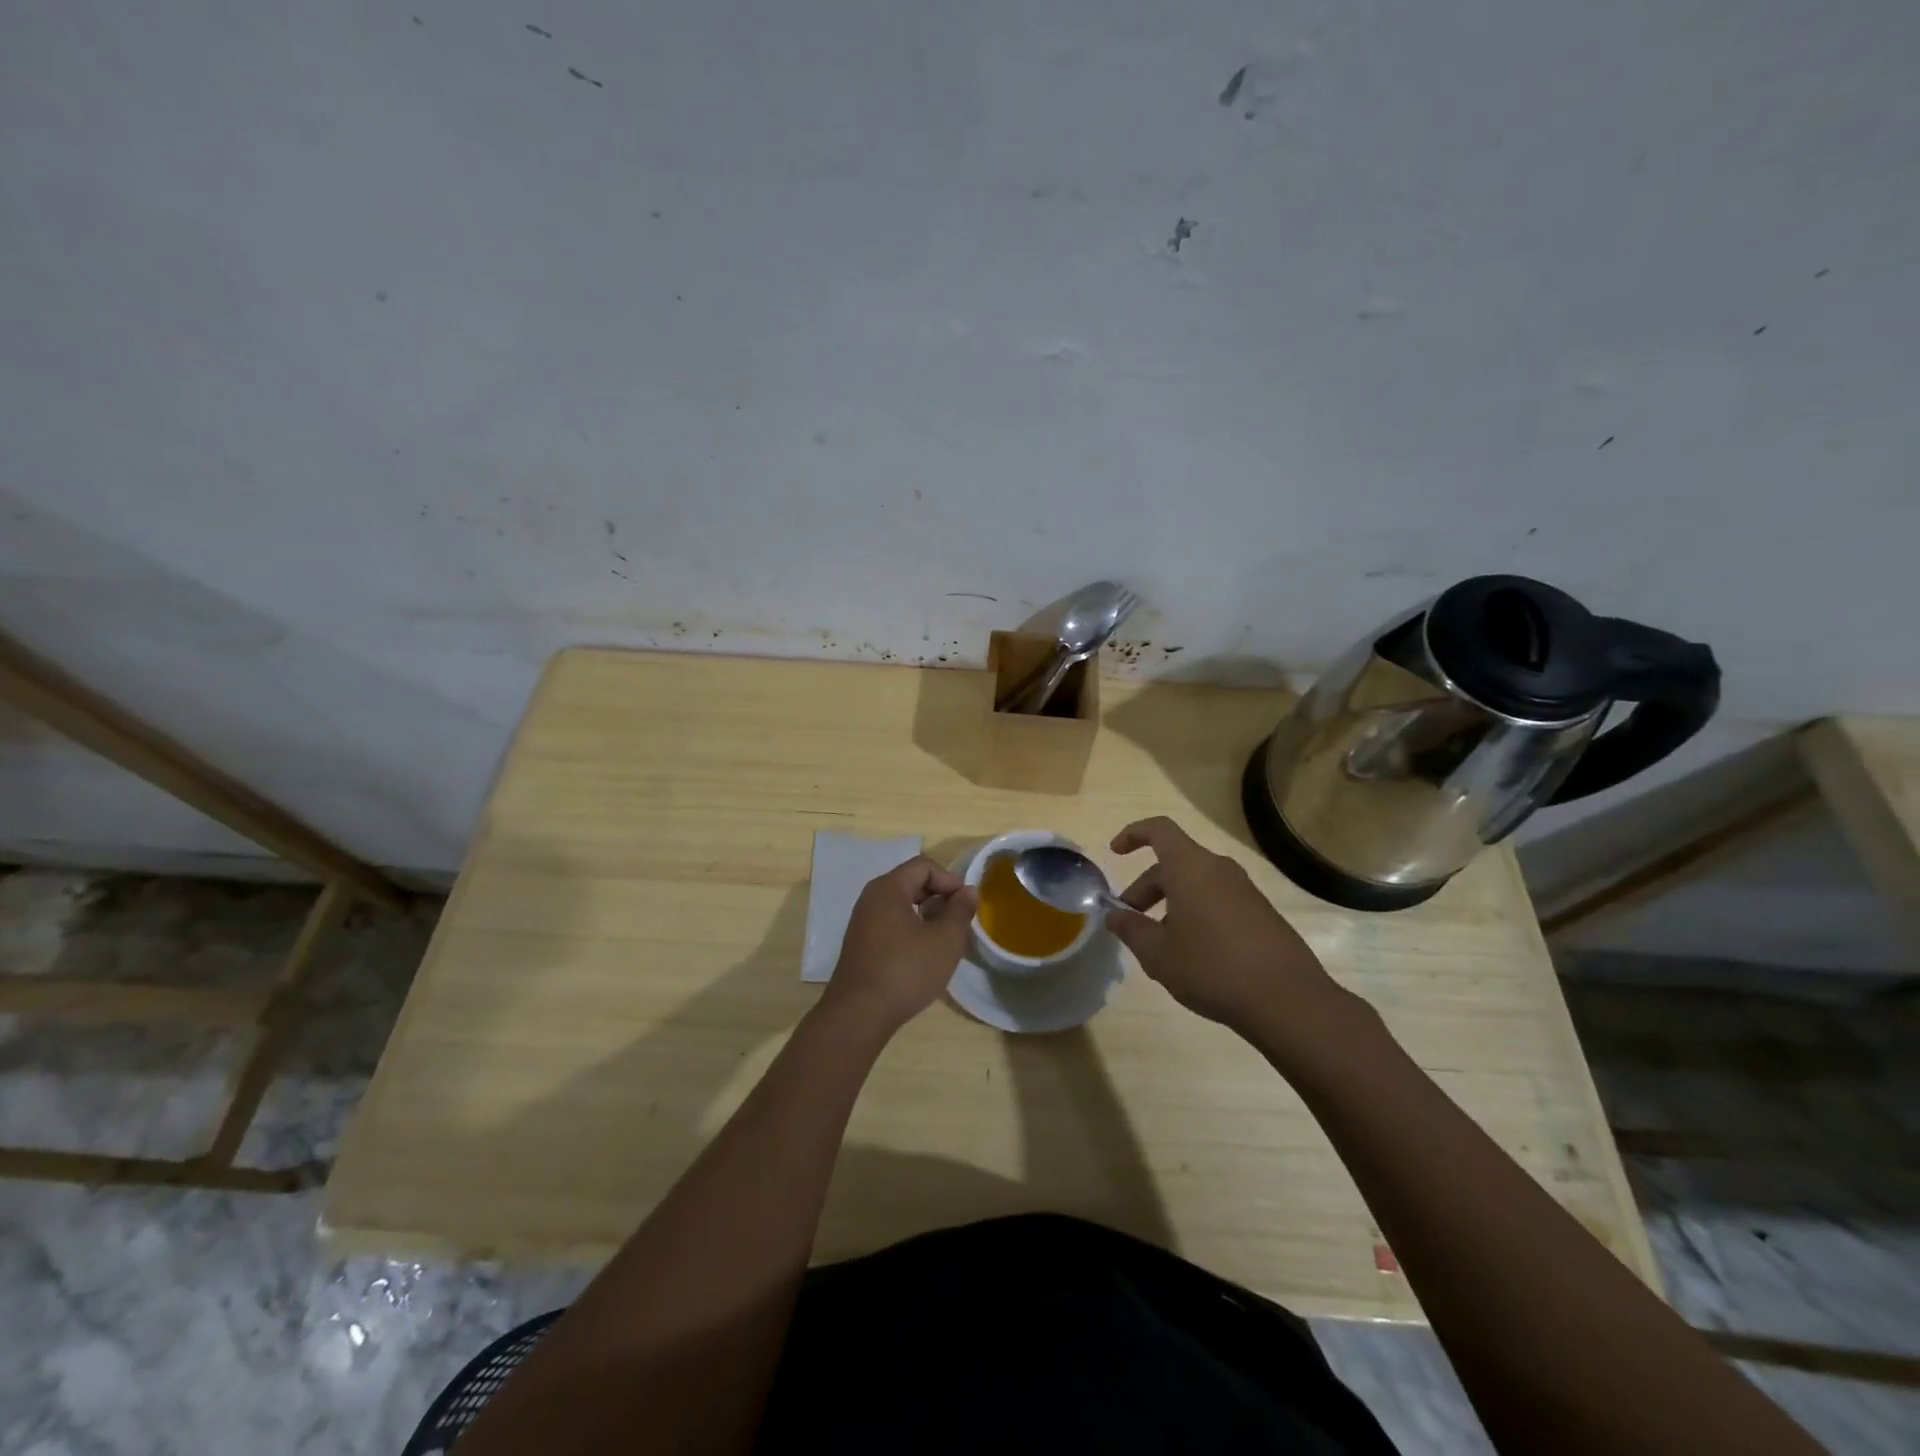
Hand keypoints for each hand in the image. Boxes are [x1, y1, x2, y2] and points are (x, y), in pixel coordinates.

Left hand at [818, 856, 978, 1035]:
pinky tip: (922, 955)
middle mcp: (871, 898)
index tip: (965, 905)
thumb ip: (960, 911)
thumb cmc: (906, 971)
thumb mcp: (945, 941)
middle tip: (958, 921)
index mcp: (888, 889)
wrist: (859, 1015)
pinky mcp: (860, 943)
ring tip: (943, 939)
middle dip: (939, 896)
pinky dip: (910, 929)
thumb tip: (968, 892)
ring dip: (926, 914)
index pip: (923, 866)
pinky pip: (890, 922)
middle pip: (911, 882)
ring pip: (901, 904)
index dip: (949, 880)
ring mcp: (862, 922)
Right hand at [1106, 816, 1344, 1036]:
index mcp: (1190, 867)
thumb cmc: (1211, 966)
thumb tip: (1114, 915)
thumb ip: (1130, 929)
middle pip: (1174, 864)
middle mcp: (1219, 869)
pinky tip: (1193, 957)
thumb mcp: (1157, 953)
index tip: (1115, 852)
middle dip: (1146, 889)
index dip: (1133, 834)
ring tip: (1159, 947)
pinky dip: (1196, 917)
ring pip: (1196, 886)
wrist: (1288, 1000)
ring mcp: (1245, 891)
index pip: (1158, 830)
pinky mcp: (1262, 914)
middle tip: (1130, 922)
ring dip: (1171, 906)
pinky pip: (1218, 903)